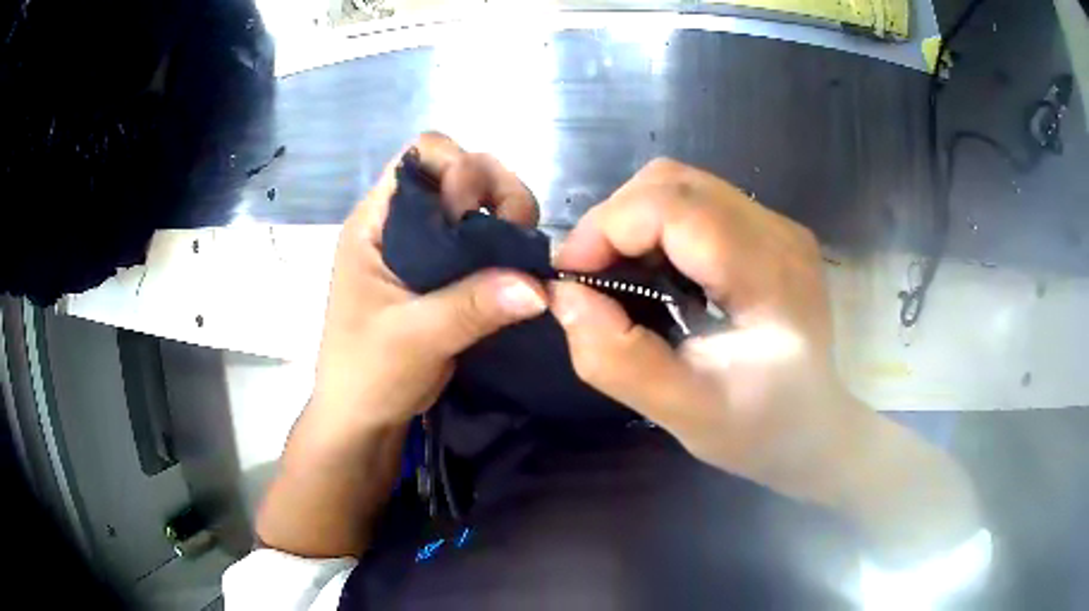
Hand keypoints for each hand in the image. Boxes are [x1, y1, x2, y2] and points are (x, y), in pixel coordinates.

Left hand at [311, 133, 546, 434]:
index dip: (458, 170)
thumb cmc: (367, 373)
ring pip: (476, 202)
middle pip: (459, 169)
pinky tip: (515, 270)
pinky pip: (481, 239)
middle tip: (515, 235)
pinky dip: (504, 245)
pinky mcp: (441, 272)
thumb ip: (471, 307)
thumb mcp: (414, 338)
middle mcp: (399, 222)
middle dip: (496, 190)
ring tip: (519, 254)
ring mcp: (421, 246)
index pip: (422, 154)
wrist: (362, 417)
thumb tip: (539, 284)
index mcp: (375, 221)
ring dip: (506, 217)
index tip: (475, 215)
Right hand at [551, 158, 868, 505]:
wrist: (817, 427)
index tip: (573, 278)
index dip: (607, 228)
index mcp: (769, 275)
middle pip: (672, 182)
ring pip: (680, 184)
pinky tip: (656, 273)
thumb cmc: (762, 430)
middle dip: (613, 222)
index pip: (674, 206)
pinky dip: (656, 227)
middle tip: (592, 279)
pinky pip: (696, 203)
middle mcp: (777, 232)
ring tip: (620, 276)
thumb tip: (564, 296)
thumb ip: (618, 359)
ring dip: (632, 222)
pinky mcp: (768, 231)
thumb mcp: (686, 414)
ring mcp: (776, 225)